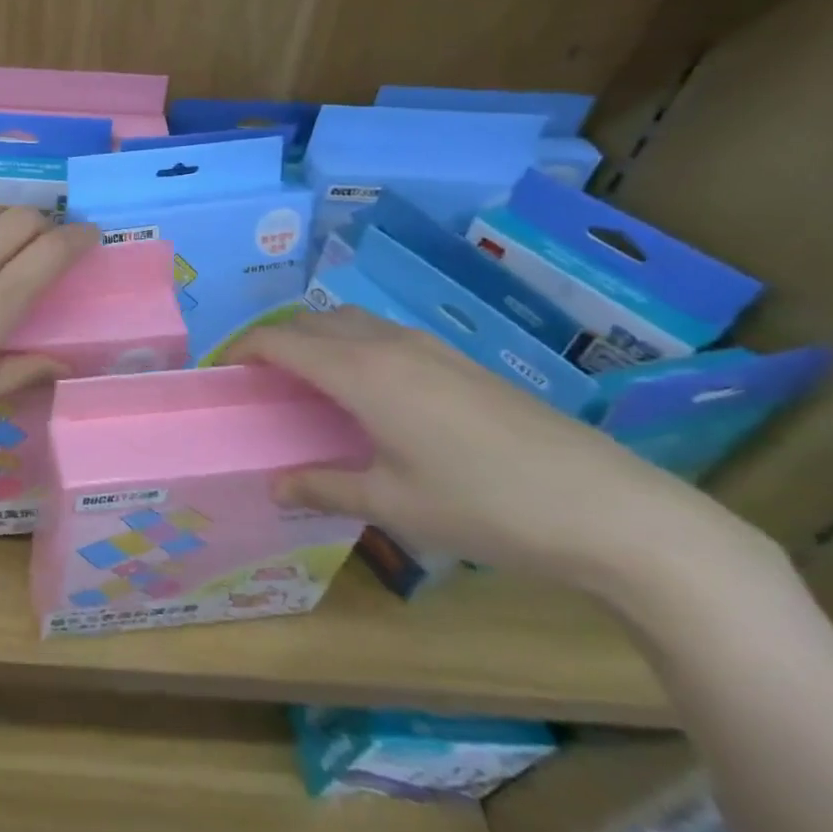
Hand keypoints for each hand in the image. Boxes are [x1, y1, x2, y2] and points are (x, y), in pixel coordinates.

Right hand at [230, 308, 774, 602]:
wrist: (611, 510)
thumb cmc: (485, 506)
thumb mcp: (393, 504)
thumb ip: (324, 486)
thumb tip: (274, 484)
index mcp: (362, 373)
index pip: (281, 341)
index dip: (242, 350)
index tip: (221, 373)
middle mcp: (389, 345)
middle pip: (312, 322)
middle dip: (276, 341)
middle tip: (258, 381)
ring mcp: (430, 349)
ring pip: (350, 322)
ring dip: (316, 339)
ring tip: (305, 383)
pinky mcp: (460, 362)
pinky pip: (383, 336)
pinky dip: (352, 347)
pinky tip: (366, 393)